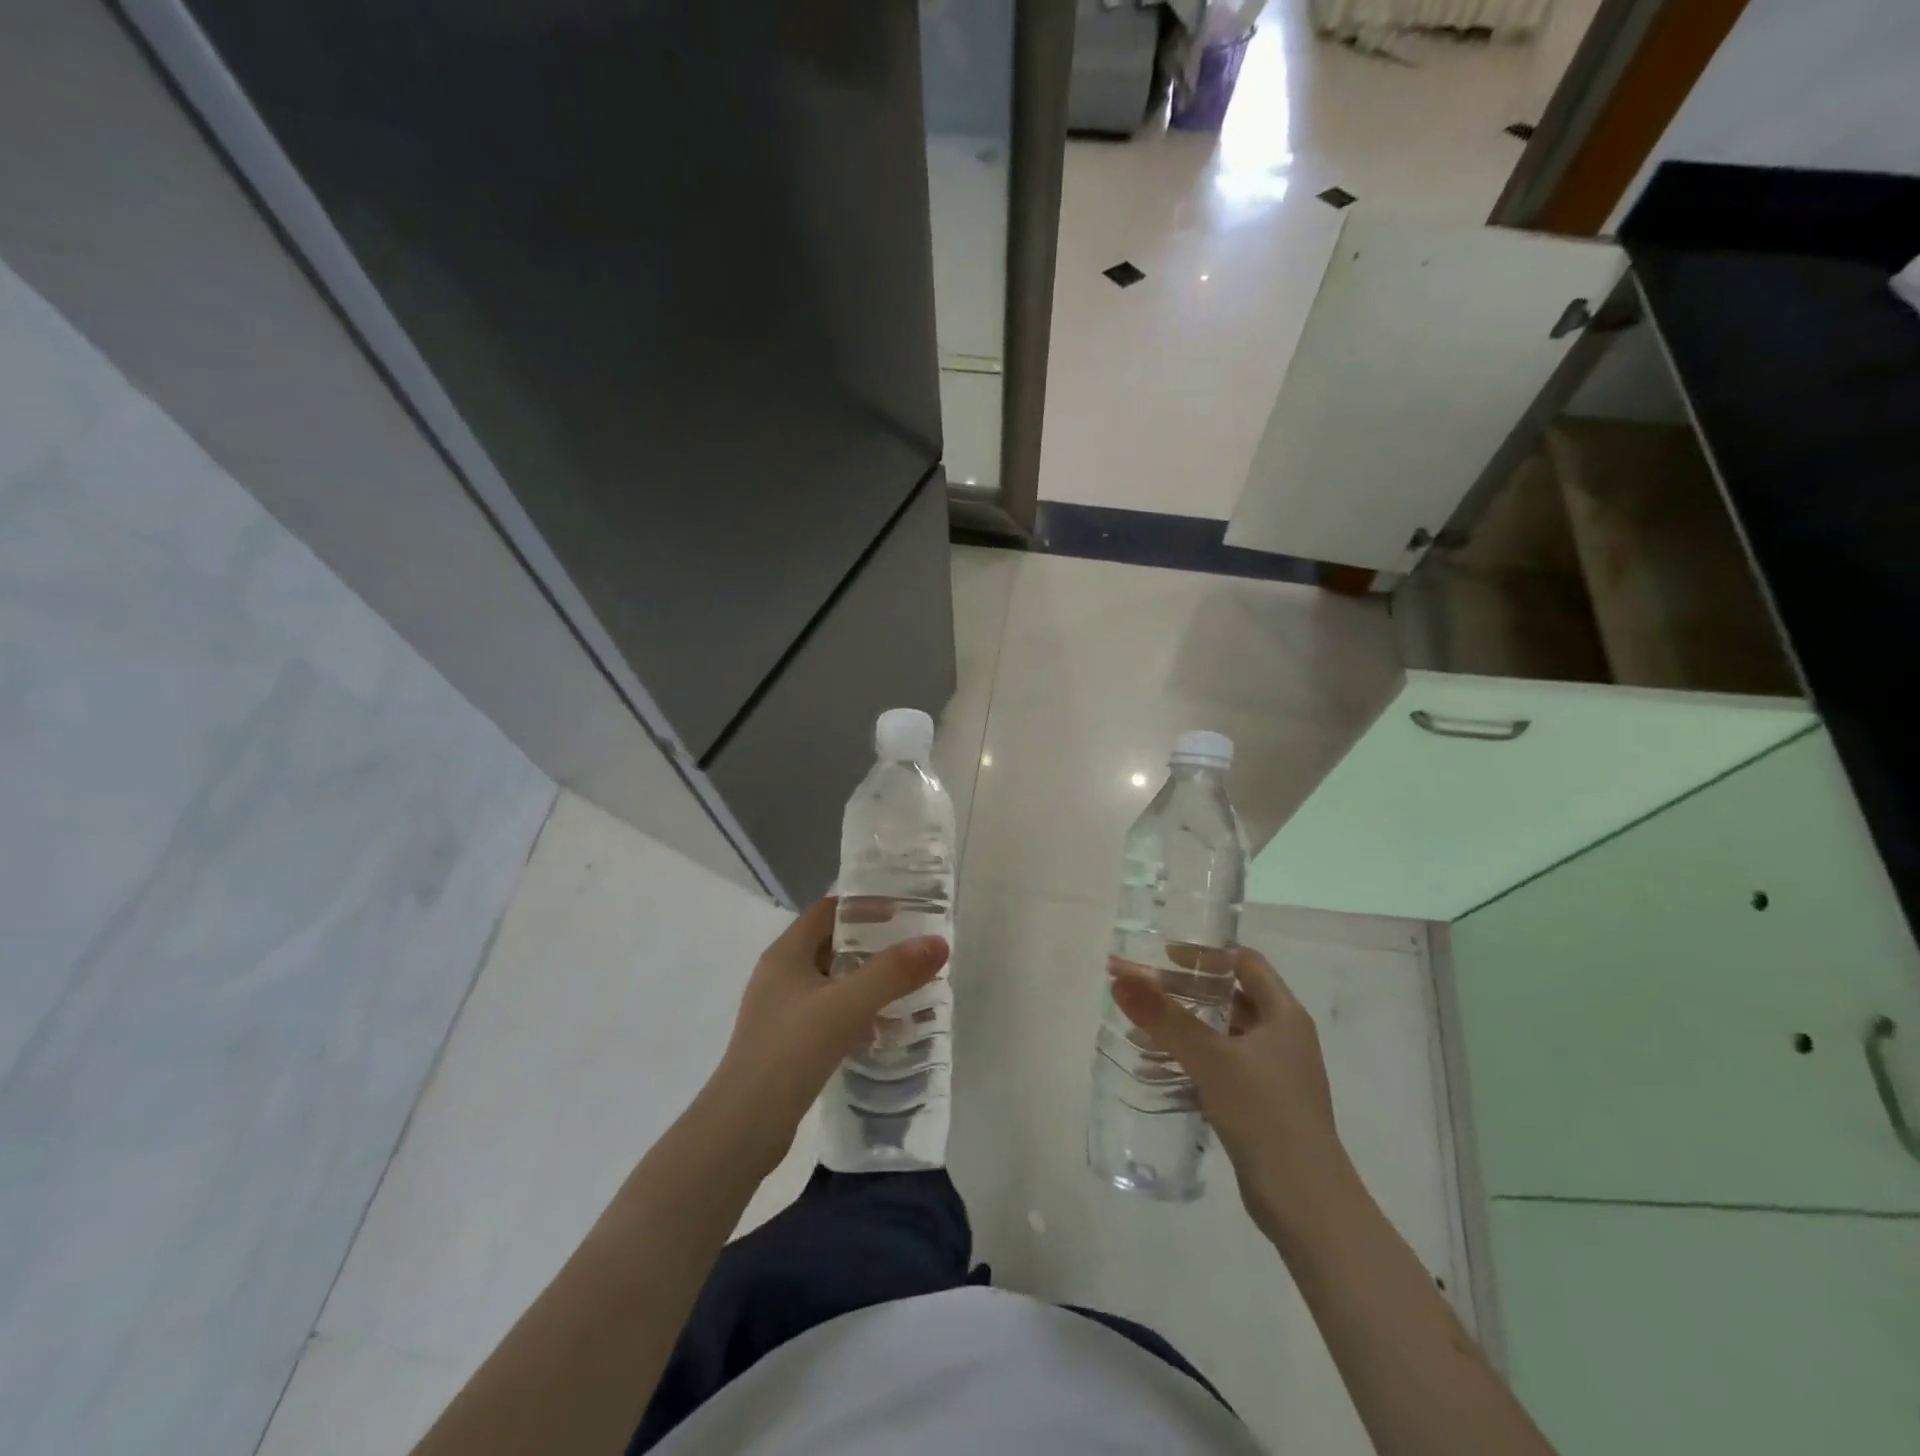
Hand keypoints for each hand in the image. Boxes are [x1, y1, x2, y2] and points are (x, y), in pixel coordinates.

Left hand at [707, 897, 948, 1172]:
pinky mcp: (784, 1045)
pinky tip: (879, 1033)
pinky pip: (826, 1016)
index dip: (862, 906)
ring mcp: (779, 1012)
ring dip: (864, 983)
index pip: (826, 910)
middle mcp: (778, 975)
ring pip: (830, 984)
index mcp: (785, 954)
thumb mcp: (849, 1004)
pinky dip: (853, 1015)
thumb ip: (893, 972)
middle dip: (869, 946)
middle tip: (909, 951)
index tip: (901, 913)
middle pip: (829, 945)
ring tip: (903, 991)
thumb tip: (938, 943)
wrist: (743, 1127)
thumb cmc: (792, 1050)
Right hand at [1108, 946, 1356, 1244]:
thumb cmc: (1265, 1114)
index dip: (1205, 954)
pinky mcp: (1260, 1105)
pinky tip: (1153, 1070)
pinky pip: (1219, 1067)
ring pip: (1220, 1035)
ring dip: (1181, 1029)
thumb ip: (1164, 1017)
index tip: (1163, 955)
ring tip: (1137, 1030)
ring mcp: (1272, 1073)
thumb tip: (1120, 977)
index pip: (1244, 962)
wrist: (1308, 1205)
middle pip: (1228, 997)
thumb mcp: (1211, 1059)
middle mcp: (1282, 1037)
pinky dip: (1189, 1061)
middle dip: (1182, 992)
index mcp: (1284, 1015)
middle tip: (1139, 990)